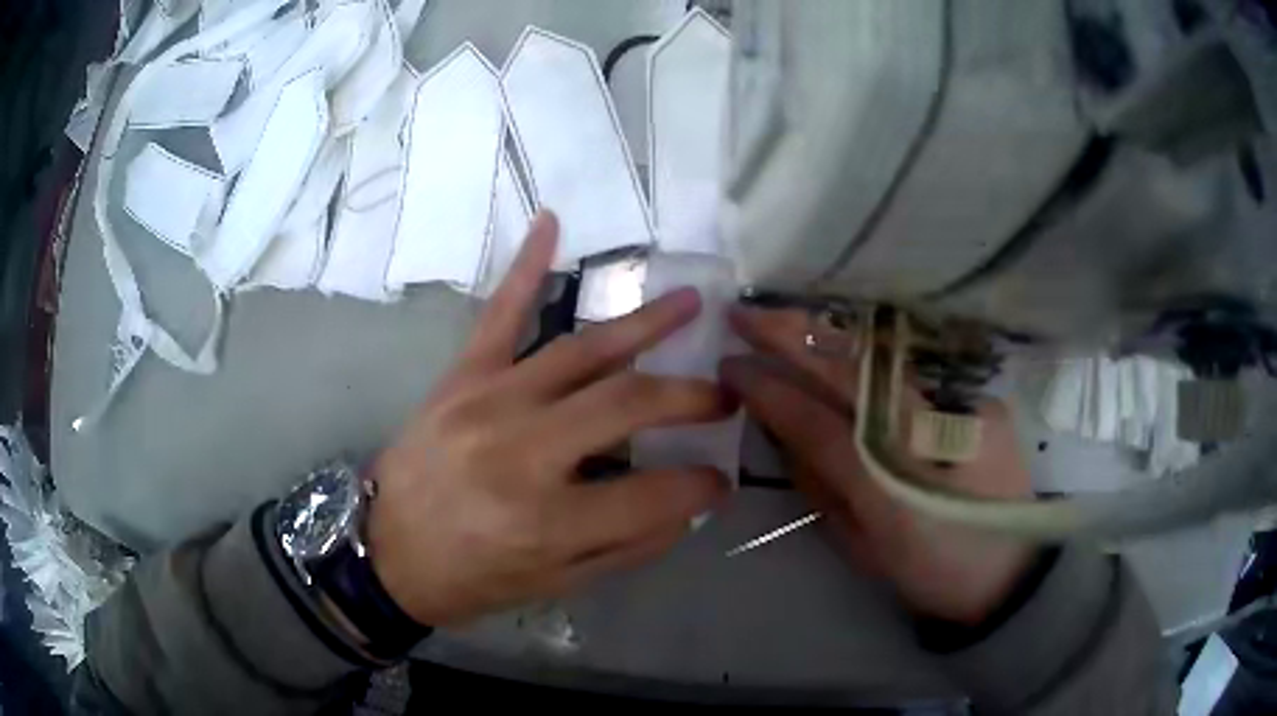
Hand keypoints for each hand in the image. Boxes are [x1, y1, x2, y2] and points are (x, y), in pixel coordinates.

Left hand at [366, 212, 731, 626]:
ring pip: (581, 349)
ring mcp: (488, 403)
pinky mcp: (460, 378)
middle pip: (627, 402)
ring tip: (690, 303)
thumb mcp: (554, 585)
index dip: (701, 487)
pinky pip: (499, 314)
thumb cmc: (470, 579)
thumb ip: (627, 546)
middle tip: (724, 395)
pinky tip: (551, 224)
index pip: (655, 494)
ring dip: (644, 323)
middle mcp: (522, 453)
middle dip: (690, 397)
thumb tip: (686, 505)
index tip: (719, 481)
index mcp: (547, 522)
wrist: (384, 553)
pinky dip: (526, 267)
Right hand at [720, 307, 1034, 624]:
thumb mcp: (863, 549)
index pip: (815, 421)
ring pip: (883, 355)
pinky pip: (917, 365)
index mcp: (888, 485)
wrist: (1008, 571)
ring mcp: (959, 408)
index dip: (768, 390)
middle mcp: (925, 434)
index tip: (730, 366)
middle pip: (849, 371)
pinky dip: (873, 348)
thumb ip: (821, 489)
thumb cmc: (929, 570)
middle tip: (742, 314)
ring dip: (827, 332)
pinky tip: (847, 340)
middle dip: (788, 337)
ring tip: (786, 316)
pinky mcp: (981, 399)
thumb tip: (784, 435)